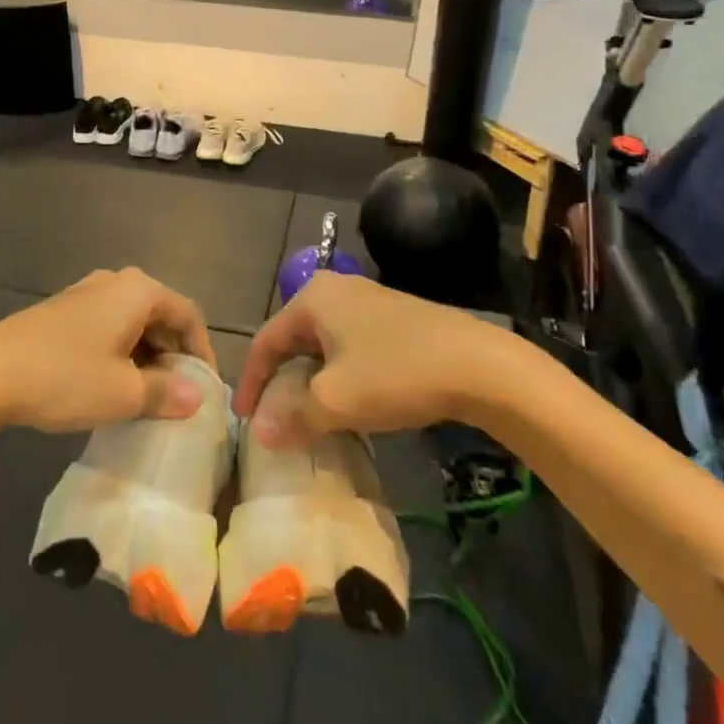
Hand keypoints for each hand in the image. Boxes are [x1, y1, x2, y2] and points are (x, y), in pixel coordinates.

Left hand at [0, 268, 215, 434]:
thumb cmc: (65, 377)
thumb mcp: (124, 393)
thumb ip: (167, 392)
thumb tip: (198, 396)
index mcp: (139, 291)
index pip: (189, 316)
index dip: (202, 354)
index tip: (204, 392)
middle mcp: (116, 282)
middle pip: (161, 316)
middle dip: (173, 356)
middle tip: (177, 398)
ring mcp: (86, 293)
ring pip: (133, 323)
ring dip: (146, 358)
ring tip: (146, 398)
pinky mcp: (64, 311)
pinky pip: (108, 327)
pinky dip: (120, 353)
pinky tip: (111, 386)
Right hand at [233, 272, 499, 446]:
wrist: (477, 364)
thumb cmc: (396, 373)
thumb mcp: (337, 400)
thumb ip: (293, 416)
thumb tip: (260, 433)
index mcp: (312, 298)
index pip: (266, 340)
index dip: (252, 382)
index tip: (245, 419)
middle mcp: (335, 289)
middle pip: (293, 338)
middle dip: (281, 380)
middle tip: (274, 417)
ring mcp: (366, 300)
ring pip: (322, 343)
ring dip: (311, 380)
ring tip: (308, 415)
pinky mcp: (393, 316)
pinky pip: (349, 345)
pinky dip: (338, 373)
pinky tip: (349, 400)